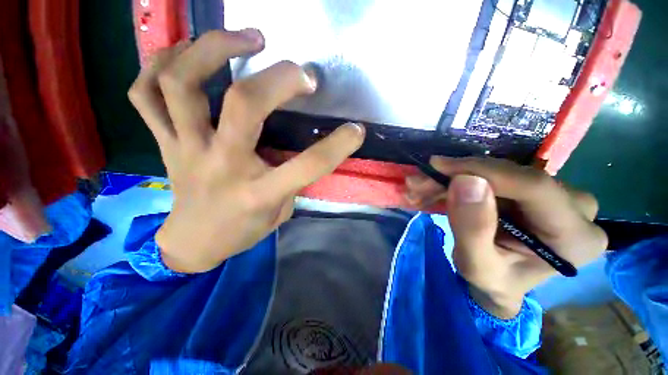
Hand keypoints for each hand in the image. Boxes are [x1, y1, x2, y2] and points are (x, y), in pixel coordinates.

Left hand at [128, 30, 364, 272]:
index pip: (307, 165)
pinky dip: (161, 62)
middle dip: (278, 79)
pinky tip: (188, 53)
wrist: (194, 242)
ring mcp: (184, 149)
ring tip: (245, 39)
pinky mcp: (163, 142)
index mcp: (259, 192)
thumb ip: (292, 178)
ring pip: (181, 83)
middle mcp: (221, 165)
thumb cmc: (243, 230)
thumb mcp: (279, 211)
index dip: (338, 145)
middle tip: (300, 70)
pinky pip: (144, 92)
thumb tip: (301, 145)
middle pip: (243, 106)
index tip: (356, 130)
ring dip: (212, 48)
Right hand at [405, 157, 607, 317]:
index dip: (482, 170)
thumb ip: (472, 229)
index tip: (437, 167)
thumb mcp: (477, 266)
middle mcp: (577, 207)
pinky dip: (461, 181)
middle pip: (511, 176)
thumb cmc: (493, 282)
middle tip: (419, 183)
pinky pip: (494, 176)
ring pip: (497, 172)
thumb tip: (465, 181)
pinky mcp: (537, 189)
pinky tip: (438, 188)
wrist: (502, 283)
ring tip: (421, 188)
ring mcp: (559, 194)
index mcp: (575, 237)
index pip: (533, 186)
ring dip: (453, 178)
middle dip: (457, 176)